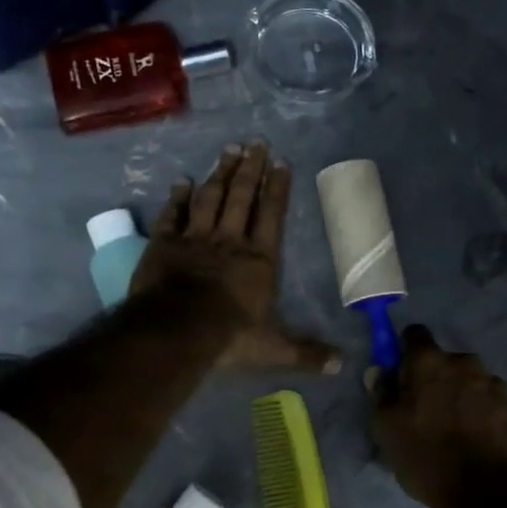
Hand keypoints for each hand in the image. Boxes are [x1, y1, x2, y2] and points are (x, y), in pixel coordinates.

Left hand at [132, 142, 339, 372]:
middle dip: (250, 169)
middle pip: (241, 197)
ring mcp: (195, 238)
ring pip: (210, 197)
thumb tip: (342, 365)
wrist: (176, 330)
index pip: (272, 216)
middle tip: (255, 143)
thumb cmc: (229, 336)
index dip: (277, 189)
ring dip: (219, 173)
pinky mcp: (164, 244)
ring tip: (228, 149)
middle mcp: (229, 240)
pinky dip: (178, 197)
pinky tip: (183, 180)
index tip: (280, 162)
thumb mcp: (273, 349)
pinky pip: (173, 214)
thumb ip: (306, 352)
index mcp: (259, 259)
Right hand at [368, 324, 506, 507]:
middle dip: (435, 377)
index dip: (405, 351)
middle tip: (426, 410)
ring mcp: (493, 384)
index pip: (414, 334)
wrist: (488, 493)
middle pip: (444, 360)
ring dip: (460, 394)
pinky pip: (489, 401)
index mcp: (430, 362)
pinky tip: (476, 439)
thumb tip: (379, 370)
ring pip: (469, 380)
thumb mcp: (387, 429)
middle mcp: (464, 362)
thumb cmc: (427, 456)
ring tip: (454, 429)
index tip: (401, 375)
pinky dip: (481, 412)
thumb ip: (381, 393)